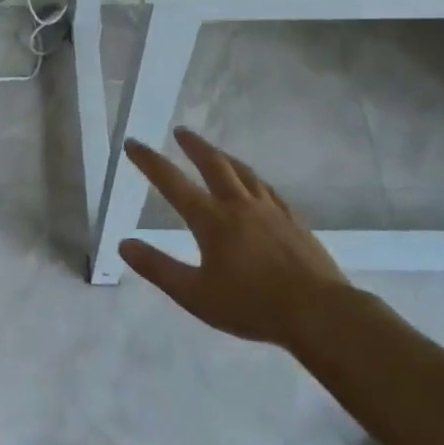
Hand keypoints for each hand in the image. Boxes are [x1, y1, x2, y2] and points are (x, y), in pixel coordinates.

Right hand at [120, 128, 348, 349]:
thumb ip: (158, 268)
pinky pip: (268, 190)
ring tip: (214, 151)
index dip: (149, 161)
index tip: (133, 143)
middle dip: (194, 146)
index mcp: (212, 220)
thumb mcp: (195, 295)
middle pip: (214, 164)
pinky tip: (256, 185)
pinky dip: (253, 179)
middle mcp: (240, 206)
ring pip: (244, 172)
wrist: (319, 313)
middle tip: (181, 131)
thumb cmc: (251, 306)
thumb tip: (124, 244)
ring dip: (224, 157)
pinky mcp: (294, 222)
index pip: (172, 183)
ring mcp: (271, 211)